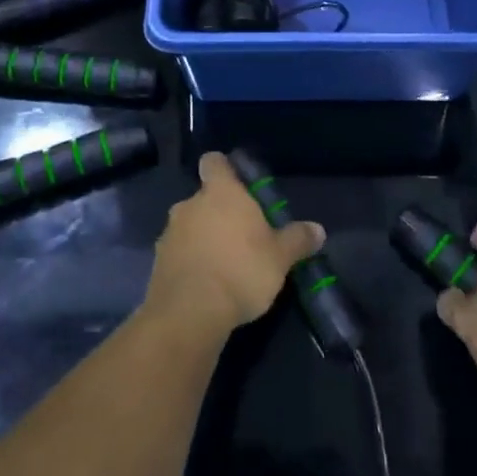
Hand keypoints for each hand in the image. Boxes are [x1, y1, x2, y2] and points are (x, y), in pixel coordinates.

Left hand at [144, 152, 325, 337]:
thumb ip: (297, 240)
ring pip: (189, 226)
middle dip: (219, 213)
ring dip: (203, 238)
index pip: (214, 162)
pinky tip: (206, 284)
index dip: (224, 169)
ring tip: (224, 265)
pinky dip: (190, 262)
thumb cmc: (241, 271)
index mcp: (221, 192)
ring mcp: (169, 233)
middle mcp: (190, 204)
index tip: (237, 185)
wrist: (190, 313)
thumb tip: (318, 230)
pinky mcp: (157, 263)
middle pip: (204, 198)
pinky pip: (178, 253)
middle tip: (241, 236)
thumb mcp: (280, 257)